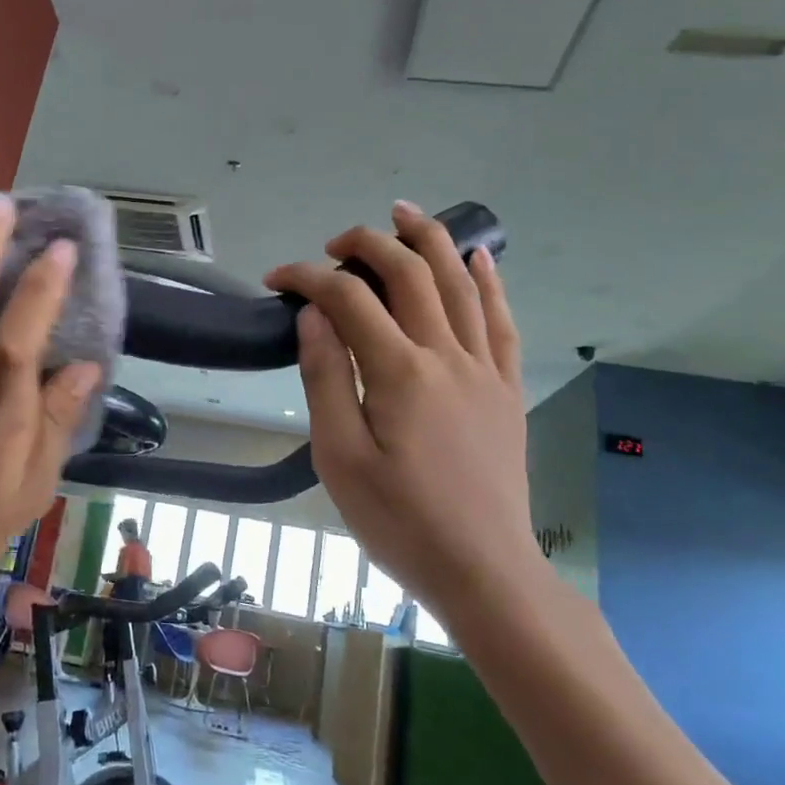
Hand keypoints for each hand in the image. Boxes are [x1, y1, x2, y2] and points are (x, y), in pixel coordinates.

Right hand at [264, 201, 536, 605]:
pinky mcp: (506, 389)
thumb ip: (326, 377)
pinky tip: (478, 258)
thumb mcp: (339, 457)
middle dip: (369, 243)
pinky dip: (489, 282)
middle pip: (410, 274)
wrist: (484, 570)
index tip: (277, 280)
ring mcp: (484, 369)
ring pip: (460, 284)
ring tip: (404, 213)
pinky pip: (502, 321)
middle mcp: (447, 355)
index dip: (308, 277)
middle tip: (336, 241)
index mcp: (399, 372)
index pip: (349, 299)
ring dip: (431, 240)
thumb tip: (314, 315)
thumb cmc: (399, 521)